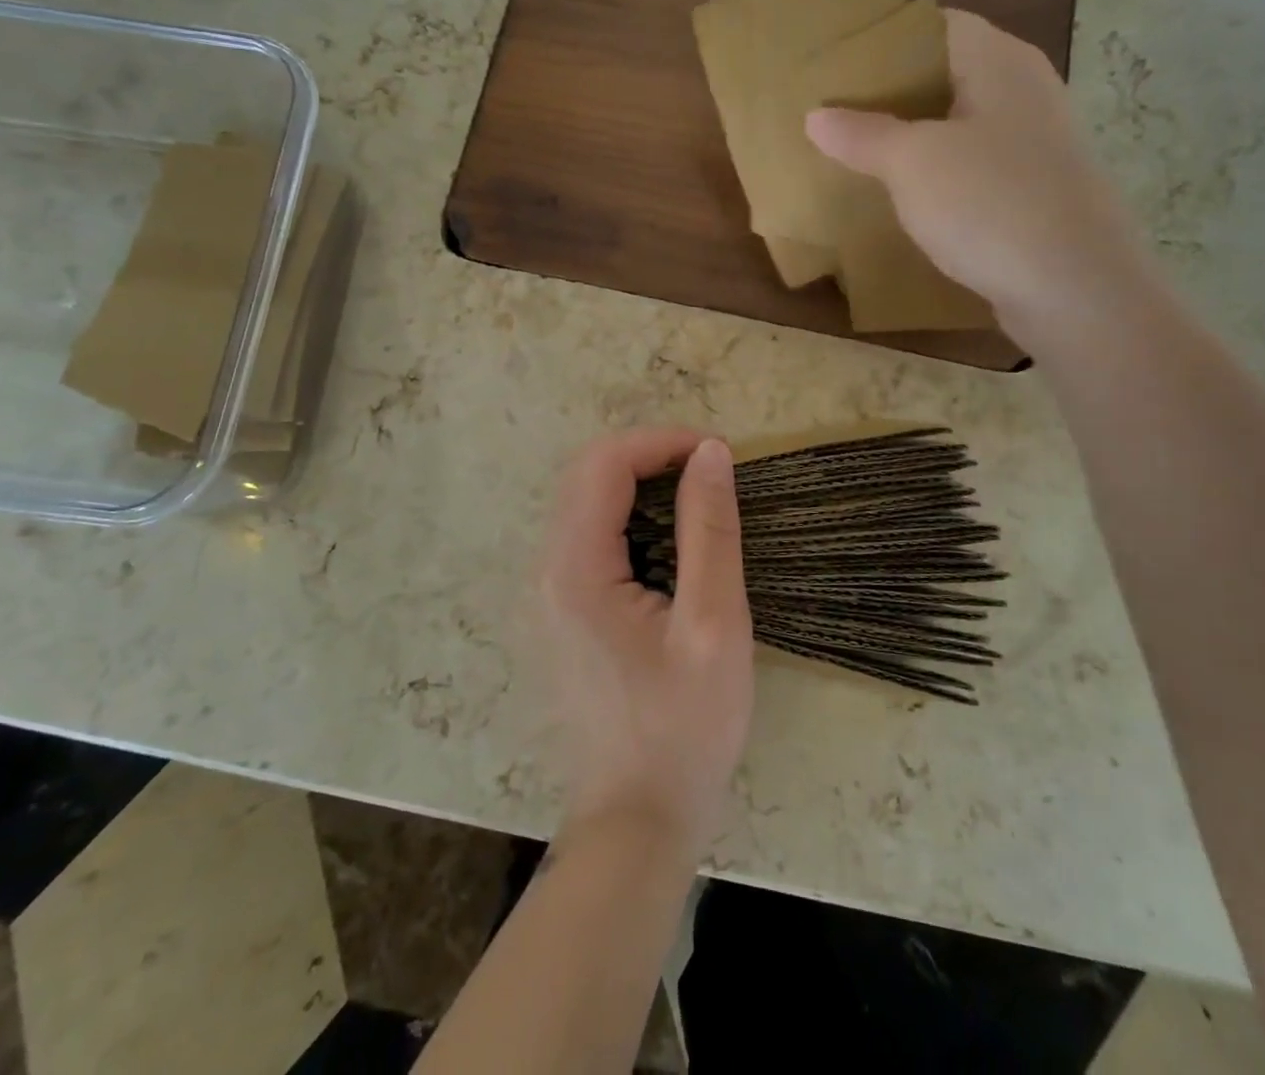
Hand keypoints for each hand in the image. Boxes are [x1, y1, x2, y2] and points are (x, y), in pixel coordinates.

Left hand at [537, 429, 752, 865]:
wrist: (637, 822)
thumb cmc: (683, 729)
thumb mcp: (714, 624)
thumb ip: (710, 530)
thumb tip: (711, 453)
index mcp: (575, 568)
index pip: (604, 464)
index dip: (660, 443)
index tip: (717, 455)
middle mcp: (547, 570)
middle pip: (586, 476)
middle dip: (649, 457)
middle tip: (710, 474)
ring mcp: (548, 592)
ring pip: (585, 503)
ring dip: (640, 486)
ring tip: (699, 501)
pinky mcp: (562, 611)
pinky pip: (589, 538)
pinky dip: (630, 518)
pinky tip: (671, 544)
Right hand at [806, 8, 1152, 345]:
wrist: (1076, 289)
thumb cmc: (991, 205)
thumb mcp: (913, 164)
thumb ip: (863, 135)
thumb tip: (816, 116)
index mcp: (1000, 62)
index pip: (935, 26)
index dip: (884, 41)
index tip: (836, 66)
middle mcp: (1024, 92)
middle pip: (946, 76)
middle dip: (890, 95)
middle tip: (835, 115)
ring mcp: (1035, 145)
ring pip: (959, 127)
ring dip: (912, 140)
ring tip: (858, 156)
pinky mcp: (1034, 192)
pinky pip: (974, 169)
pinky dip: (937, 177)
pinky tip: (905, 200)